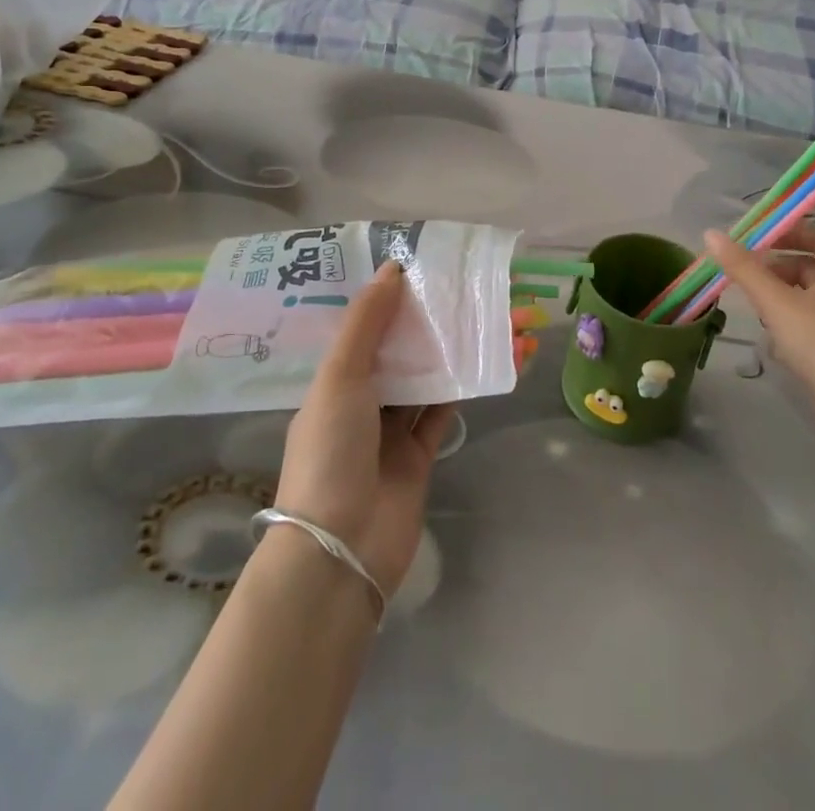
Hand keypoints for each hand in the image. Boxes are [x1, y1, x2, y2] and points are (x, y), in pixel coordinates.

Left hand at [277, 262, 456, 597]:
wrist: (342, 547)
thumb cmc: (331, 451)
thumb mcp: (340, 377)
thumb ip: (366, 322)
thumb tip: (392, 267)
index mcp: (333, 382)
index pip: (363, 330)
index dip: (388, 300)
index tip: (419, 267)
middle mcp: (361, 402)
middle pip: (398, 352)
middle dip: (426, 324)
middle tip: (460, 288)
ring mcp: (390, 431)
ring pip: (424, 380)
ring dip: (450, 353)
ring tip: (480, 318)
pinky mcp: (419, 456)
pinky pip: (442, 413)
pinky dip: (461, 389)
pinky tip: (483, 361)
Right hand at [702, 226, 814, 405]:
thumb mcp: (776, 302)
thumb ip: (743, 268)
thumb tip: (711, 234)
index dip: (793, 233)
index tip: (761, 238)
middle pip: (812, 268)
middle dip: (779, 268)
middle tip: (748, 274)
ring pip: (809, 298)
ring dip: (781, 297)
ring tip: (755, 307)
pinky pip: (811, 325)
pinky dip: (789, 323)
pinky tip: (771, 339)